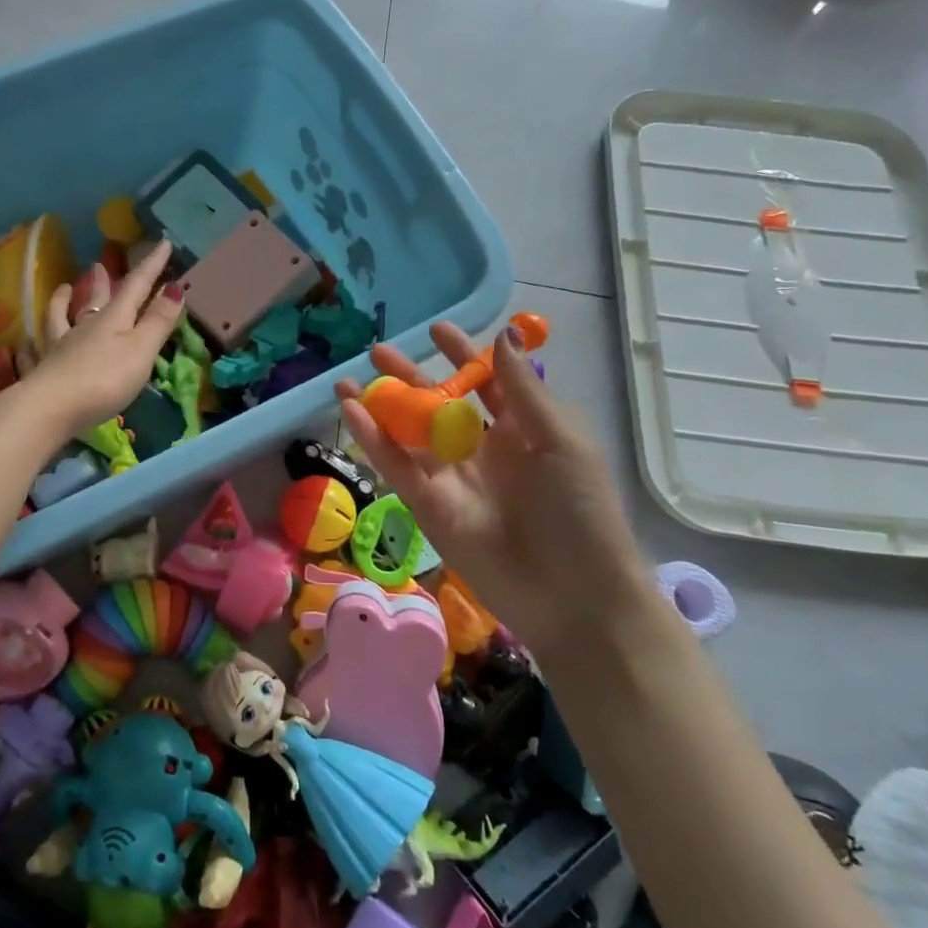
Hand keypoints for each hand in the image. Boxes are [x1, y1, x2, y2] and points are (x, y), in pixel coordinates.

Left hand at [18, 240, 184, 440]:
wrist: (51, 407)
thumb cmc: (105, 379)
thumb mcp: (141, 350)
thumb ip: (157, 321)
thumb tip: (175, 287)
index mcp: (113, 319)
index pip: (136, 285)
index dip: (152, 266)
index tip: (163, 243)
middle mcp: (85, 326)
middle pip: (96, 298)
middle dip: (103, 281)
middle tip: (99, 265)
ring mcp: (61, 346)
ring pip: (63, 316)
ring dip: (63, 301)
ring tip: (63, 288)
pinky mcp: (45, 369)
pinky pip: (38, 349)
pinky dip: (34, 342)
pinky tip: (26, 342)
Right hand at [336, 322, 656, 670]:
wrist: (573, 597)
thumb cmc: (580, 512)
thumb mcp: (561, 442)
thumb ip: (523, 392)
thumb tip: (502, 335)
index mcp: (521, 431)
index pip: (485, 384)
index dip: (462, 356)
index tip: (436, 330)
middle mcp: (481, 451)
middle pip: (438, 404)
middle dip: (410, 376)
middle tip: (378, 351)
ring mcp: (451, 479)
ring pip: (408, 433)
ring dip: (380, 406)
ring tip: (347, 380)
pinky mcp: (427, 506)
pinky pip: (396, 466)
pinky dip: (372, 438)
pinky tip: (350, 410)